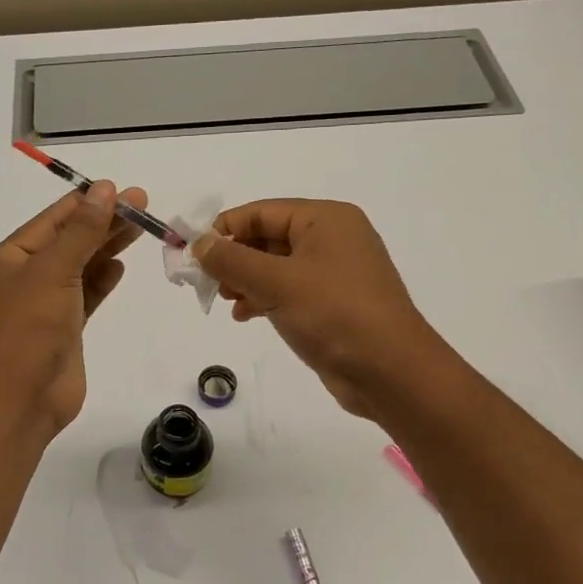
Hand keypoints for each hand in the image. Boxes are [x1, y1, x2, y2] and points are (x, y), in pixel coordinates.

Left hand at [0, 181, 146, 436]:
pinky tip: (121, 265)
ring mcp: (43, 305)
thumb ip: (82, 231)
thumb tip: (104, 190)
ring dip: (107, 247)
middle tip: (143, 204)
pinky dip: (102, 279)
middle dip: (104, 222)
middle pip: (68, 241)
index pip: (51, 221)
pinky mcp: (63, 328)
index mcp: (6, 259)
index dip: (87, 203)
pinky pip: (85, 295)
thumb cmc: (28, 329)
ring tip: (142, 227)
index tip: (121, 189)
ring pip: (80, 267)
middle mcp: (22, 278)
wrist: (22, 400)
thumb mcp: (53, 271)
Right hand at [193, 199, 450, 419]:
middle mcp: (333, 238)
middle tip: (206, 282)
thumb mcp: (275, 282)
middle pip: (268, 237)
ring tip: (225, 301)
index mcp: (325, 220)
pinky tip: (246, 316)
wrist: (391, 372)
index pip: (261, 212)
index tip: (191, 254)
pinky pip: (289, 290)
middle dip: (234, 258)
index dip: (223, 229)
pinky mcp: (334, 303)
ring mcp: (336, 272)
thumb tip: (198, 243)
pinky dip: (264, 298)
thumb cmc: (333, 315)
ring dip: (245, 280)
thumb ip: (231, 259)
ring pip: (276, 266)